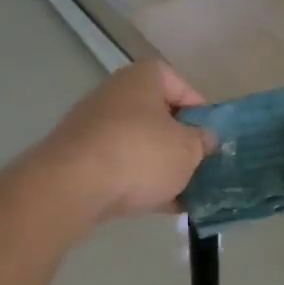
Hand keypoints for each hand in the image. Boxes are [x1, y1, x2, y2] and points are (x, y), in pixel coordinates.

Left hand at [34, 60, 215, 222]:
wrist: (72, 185)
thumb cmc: (140, 154)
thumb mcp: (187, 150)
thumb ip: (202, 142)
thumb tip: (204, 138)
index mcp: (143, 77)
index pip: (180, 85)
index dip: (200, 111)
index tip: (210, 139)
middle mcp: (116, 92)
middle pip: (157, 115)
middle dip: (178, 142)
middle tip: (198, 167)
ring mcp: (93, 124)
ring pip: (138, 143)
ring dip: (159, 166)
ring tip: (182, 194)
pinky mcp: (79, 156)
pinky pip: (118, 165)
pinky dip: (137, 181)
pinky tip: (158, 207)